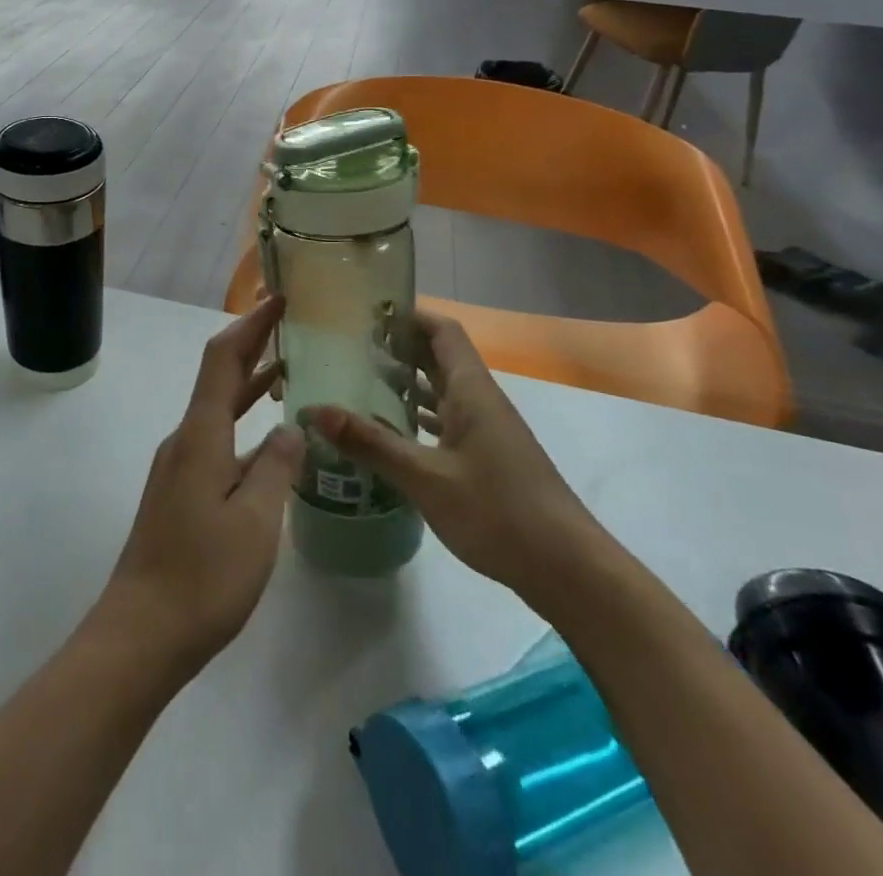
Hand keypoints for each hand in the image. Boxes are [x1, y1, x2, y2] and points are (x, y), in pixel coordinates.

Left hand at [91, 296, 304, 681]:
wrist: (142, 633)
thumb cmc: (202, 576)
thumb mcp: (255, 521)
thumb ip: (276, 467)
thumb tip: (292, 426)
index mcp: (201, 435)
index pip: (223, 359)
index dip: (250, 324)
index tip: (278, 298)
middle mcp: (185, 439)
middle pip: (219, 377)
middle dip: (252, 344)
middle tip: (290, 323)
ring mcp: (179, 466)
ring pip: (218, 409)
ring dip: (249, 384)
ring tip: (289, 369)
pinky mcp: (179, 491)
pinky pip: (216, 439)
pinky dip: (243, 423)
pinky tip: (269, 441)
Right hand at [305, 308, 602, 600]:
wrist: (568, 570)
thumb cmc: (498, 512)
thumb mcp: (426, 478)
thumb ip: (370, 443)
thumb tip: (313, 410)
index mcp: (471, 390)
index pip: (442, 330)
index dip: (408, 314)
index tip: (367, 312)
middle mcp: (480, 400)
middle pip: (439, 356)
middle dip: (398, 345)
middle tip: (349, 345)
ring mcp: (486, 430)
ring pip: (442, 389)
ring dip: (407, 380)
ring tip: (359, 380)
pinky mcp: (487, 457)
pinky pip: (446, 419)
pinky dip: (418, 415)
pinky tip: (390, 430)